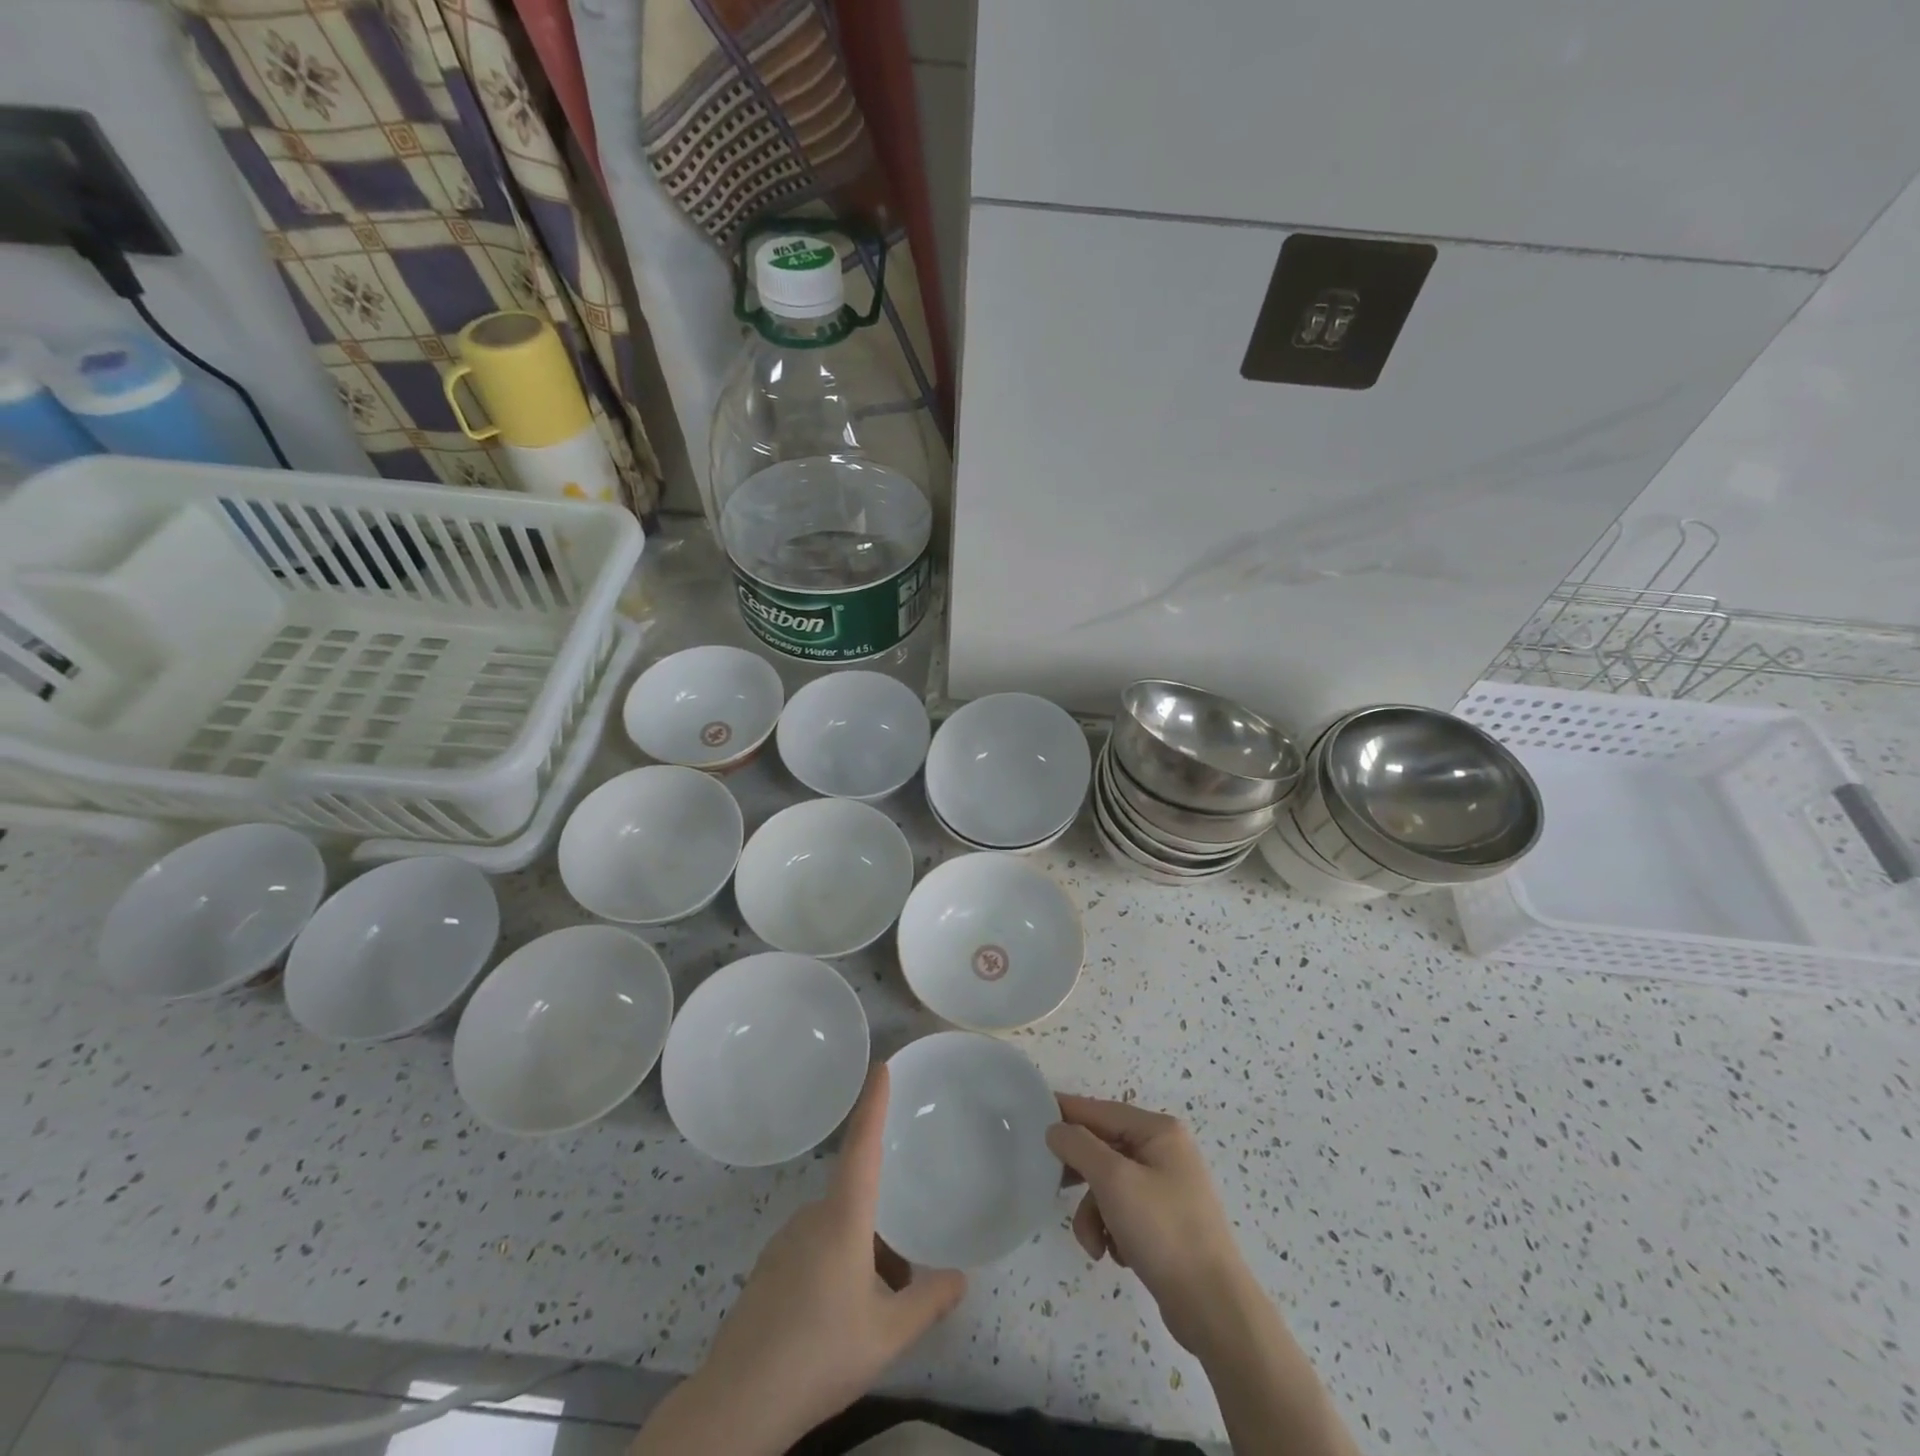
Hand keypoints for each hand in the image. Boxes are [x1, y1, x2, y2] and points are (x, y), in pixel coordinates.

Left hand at [638, 1066, 966, 1454]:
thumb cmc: (819, 1355)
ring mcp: (785, 1242)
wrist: (737, 1402)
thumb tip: (962, 1278)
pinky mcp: (768, 1269)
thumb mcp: (887, 1335)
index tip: (882, 1067)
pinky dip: (838, 1267)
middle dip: (884, 1230)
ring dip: (863, 1254)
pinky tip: (840, 1317)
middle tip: (907, 1274)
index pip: (862, 1146)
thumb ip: (928, 1302)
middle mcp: (811, 1217)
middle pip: (857, 1200)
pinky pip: (814, 1249)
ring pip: (837, 1230)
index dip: (873, 1104)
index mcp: (842, 1218)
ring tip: (879, 1306)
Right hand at [1047, 1095, 1253, 1355]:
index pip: (1100, 1110)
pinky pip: (1123, 1211)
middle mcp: (1165, 1151)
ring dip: (1093, 1213)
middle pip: (1103, 1149)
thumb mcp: (1114, 1180)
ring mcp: (1167, 1188)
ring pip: (1109, 1185)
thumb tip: (1056, 1128)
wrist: (1213, 1309)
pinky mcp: (1165, 1222)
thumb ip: (1079, 1146)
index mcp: (1159, 1131)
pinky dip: (1112, 1230)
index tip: (1031, 1114)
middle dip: (1080, 1176)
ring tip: (1095, 1244)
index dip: (1065, 1111)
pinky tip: (1117, 1255)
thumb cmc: (1163, 1231)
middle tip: (1052, 1187)